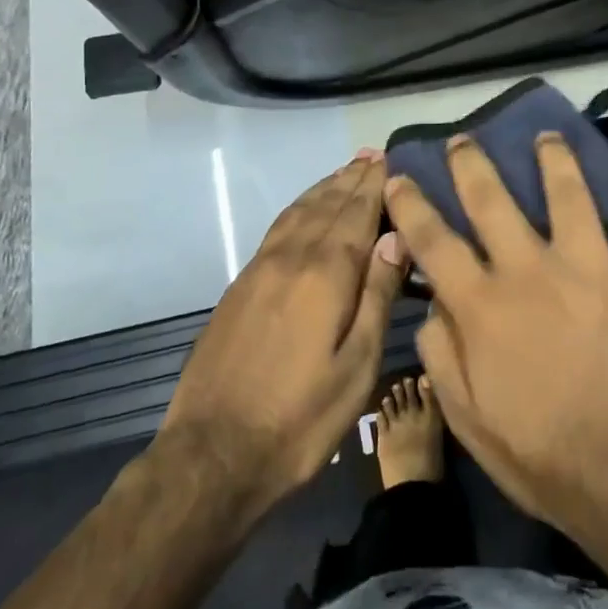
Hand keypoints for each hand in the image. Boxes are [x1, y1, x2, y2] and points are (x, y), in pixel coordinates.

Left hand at [161, 152, 405, 521]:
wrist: (212, 453)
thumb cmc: (300, 418)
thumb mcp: (356, 366)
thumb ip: (377, 295)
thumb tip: (395, 236)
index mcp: (325, 274)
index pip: (356, 214)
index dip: (374, 186)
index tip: (390, 160)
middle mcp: (291, 258)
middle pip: (327, 205)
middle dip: (351, 179)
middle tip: (373, 155)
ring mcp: (260, 269)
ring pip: (298, 212)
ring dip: (324, 188)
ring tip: (345, 172)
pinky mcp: (240, 286)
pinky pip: (278, 229)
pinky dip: (298, 208)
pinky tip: (305, 211)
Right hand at [385, 134, 607, 536]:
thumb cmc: (541, 454)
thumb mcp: (466, 417)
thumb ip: (441, 352)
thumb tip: (433, 302)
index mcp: (483, 304)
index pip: (432, 239)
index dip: (410, 204)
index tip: (398, 177)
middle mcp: (531, 269)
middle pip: (491, 197)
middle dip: (471, 162)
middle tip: (464, 140)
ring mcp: (590, 266)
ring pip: (570, 190)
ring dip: (555, 158)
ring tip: (547, 138)